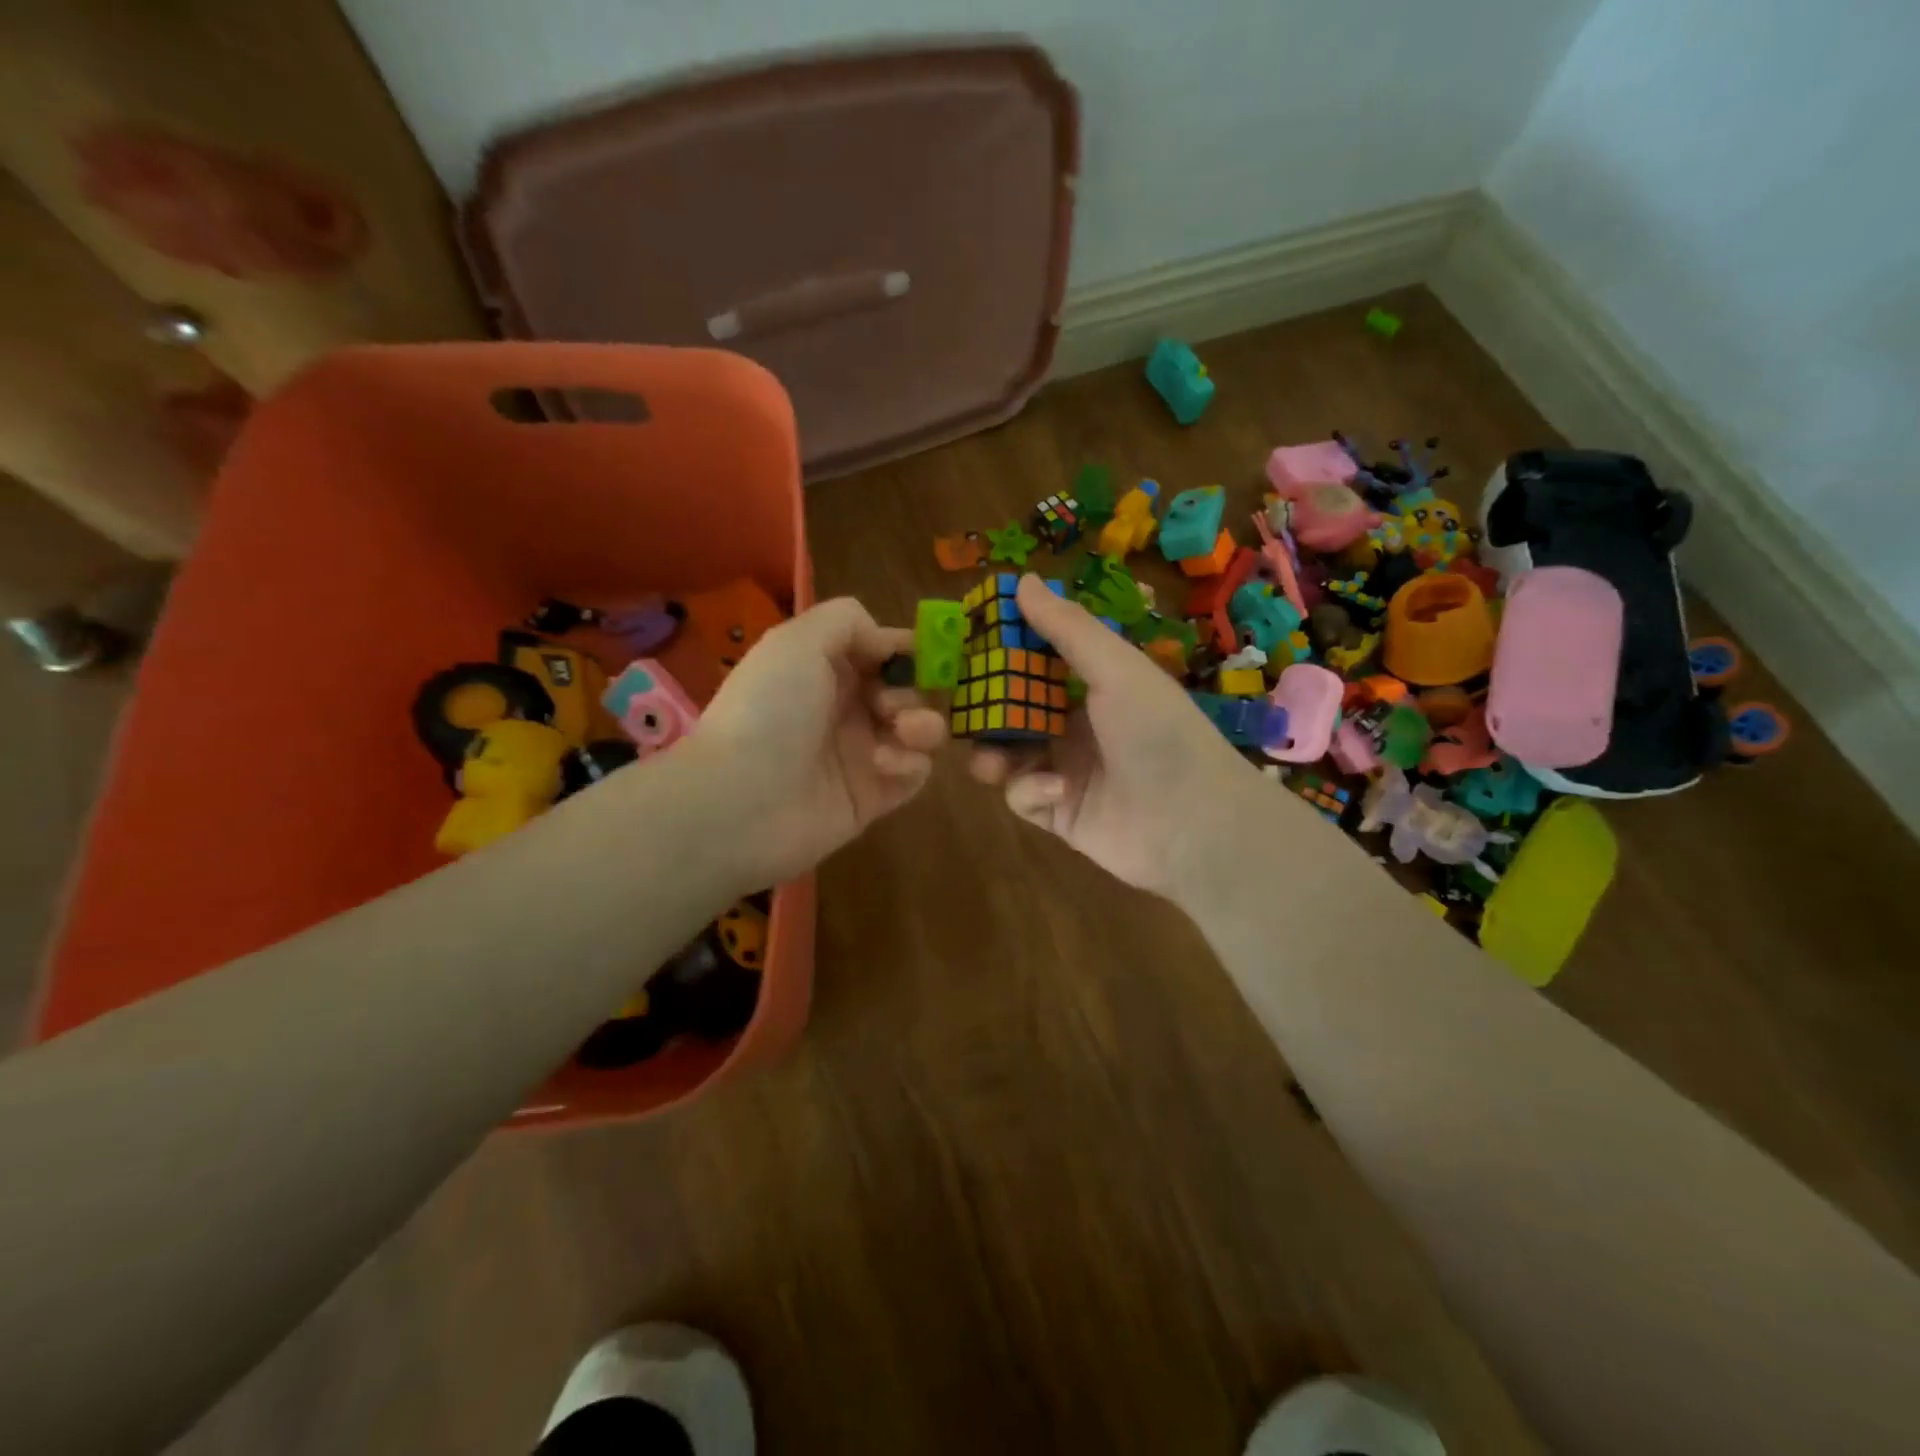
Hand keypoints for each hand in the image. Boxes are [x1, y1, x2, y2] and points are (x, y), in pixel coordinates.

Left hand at [691, 597, 946, 883]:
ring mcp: (859, 755)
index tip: (930, 652)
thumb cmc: (769, 710)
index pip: (878, 651)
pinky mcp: (872, 797)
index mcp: (823, 669)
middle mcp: (843, 708)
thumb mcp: (798, 641)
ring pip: (917, 731)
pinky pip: (913, 774)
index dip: (905, 648)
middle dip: (913, 688)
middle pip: (904, 689)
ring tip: (903, 732)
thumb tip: (886, 640)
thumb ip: (848, 620)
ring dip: (923, 724)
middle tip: (891, 703)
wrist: (740, 801)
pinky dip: (911, 764)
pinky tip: (883, 765)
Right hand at [969, 575, 1298, 901]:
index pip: (1037, 661)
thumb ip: (1068, 629)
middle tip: (961, 706)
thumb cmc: (1158, 733)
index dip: (1003, 651)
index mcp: (1093, 686)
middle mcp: (1075, 725)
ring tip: (989, 758)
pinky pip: (1023, 796)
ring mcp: (1065, 770)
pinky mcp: (1057, 813)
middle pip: (1014, 709)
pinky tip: (1055, 790)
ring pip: (1008, 755)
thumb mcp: (1116, 669)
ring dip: (993, 753)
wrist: (1193, 823)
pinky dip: (1030, 790)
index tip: (966, 642)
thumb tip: (1023, 581)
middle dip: (987, 709)